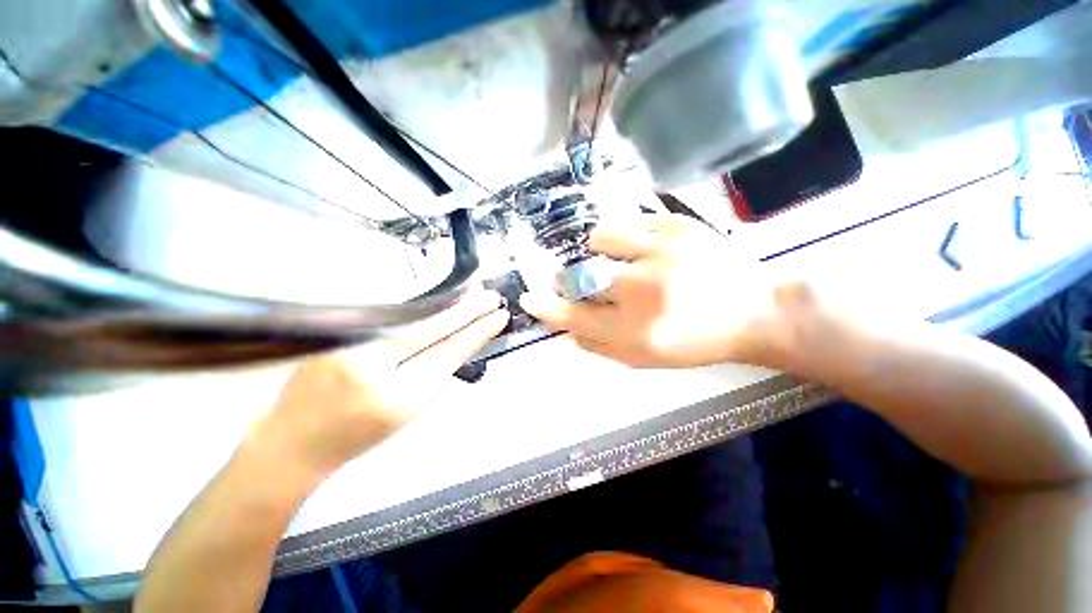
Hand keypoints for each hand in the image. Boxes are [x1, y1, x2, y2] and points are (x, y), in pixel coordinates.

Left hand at [246, 292, 508, 483]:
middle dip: (466, 309)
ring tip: (471, 293)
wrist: (293, 442)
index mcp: (393, 395)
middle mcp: (367, 360)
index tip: (498, 315)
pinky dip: (418, 306)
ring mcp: (346, 340)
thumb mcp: (407, 410)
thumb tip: (463, 337)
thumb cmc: (356, 435)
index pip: (448, 351)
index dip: (477, 331)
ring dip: (445, 304)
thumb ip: (436, 371)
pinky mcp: (334, 329)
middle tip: (490, 296)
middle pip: (431, 326)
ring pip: (410, 315)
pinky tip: (435, 300)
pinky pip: (389, 314)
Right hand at [521, 214, 811, 368]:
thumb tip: (565, 328)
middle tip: (583, 280)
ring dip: (598, 250)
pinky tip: (643, 247)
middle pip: (581, 275)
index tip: (528, 297)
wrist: (753, 311)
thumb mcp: (645, 358)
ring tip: (618, 258)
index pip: (574, 318)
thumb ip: (600, 346)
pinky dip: (625, 235)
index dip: (547, 308)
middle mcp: (646, 292)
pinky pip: (628, 221)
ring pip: (600, 237)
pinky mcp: (678, 225)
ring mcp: (663, 252)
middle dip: (570, 278)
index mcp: (638, 332)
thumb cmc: (695, 341)